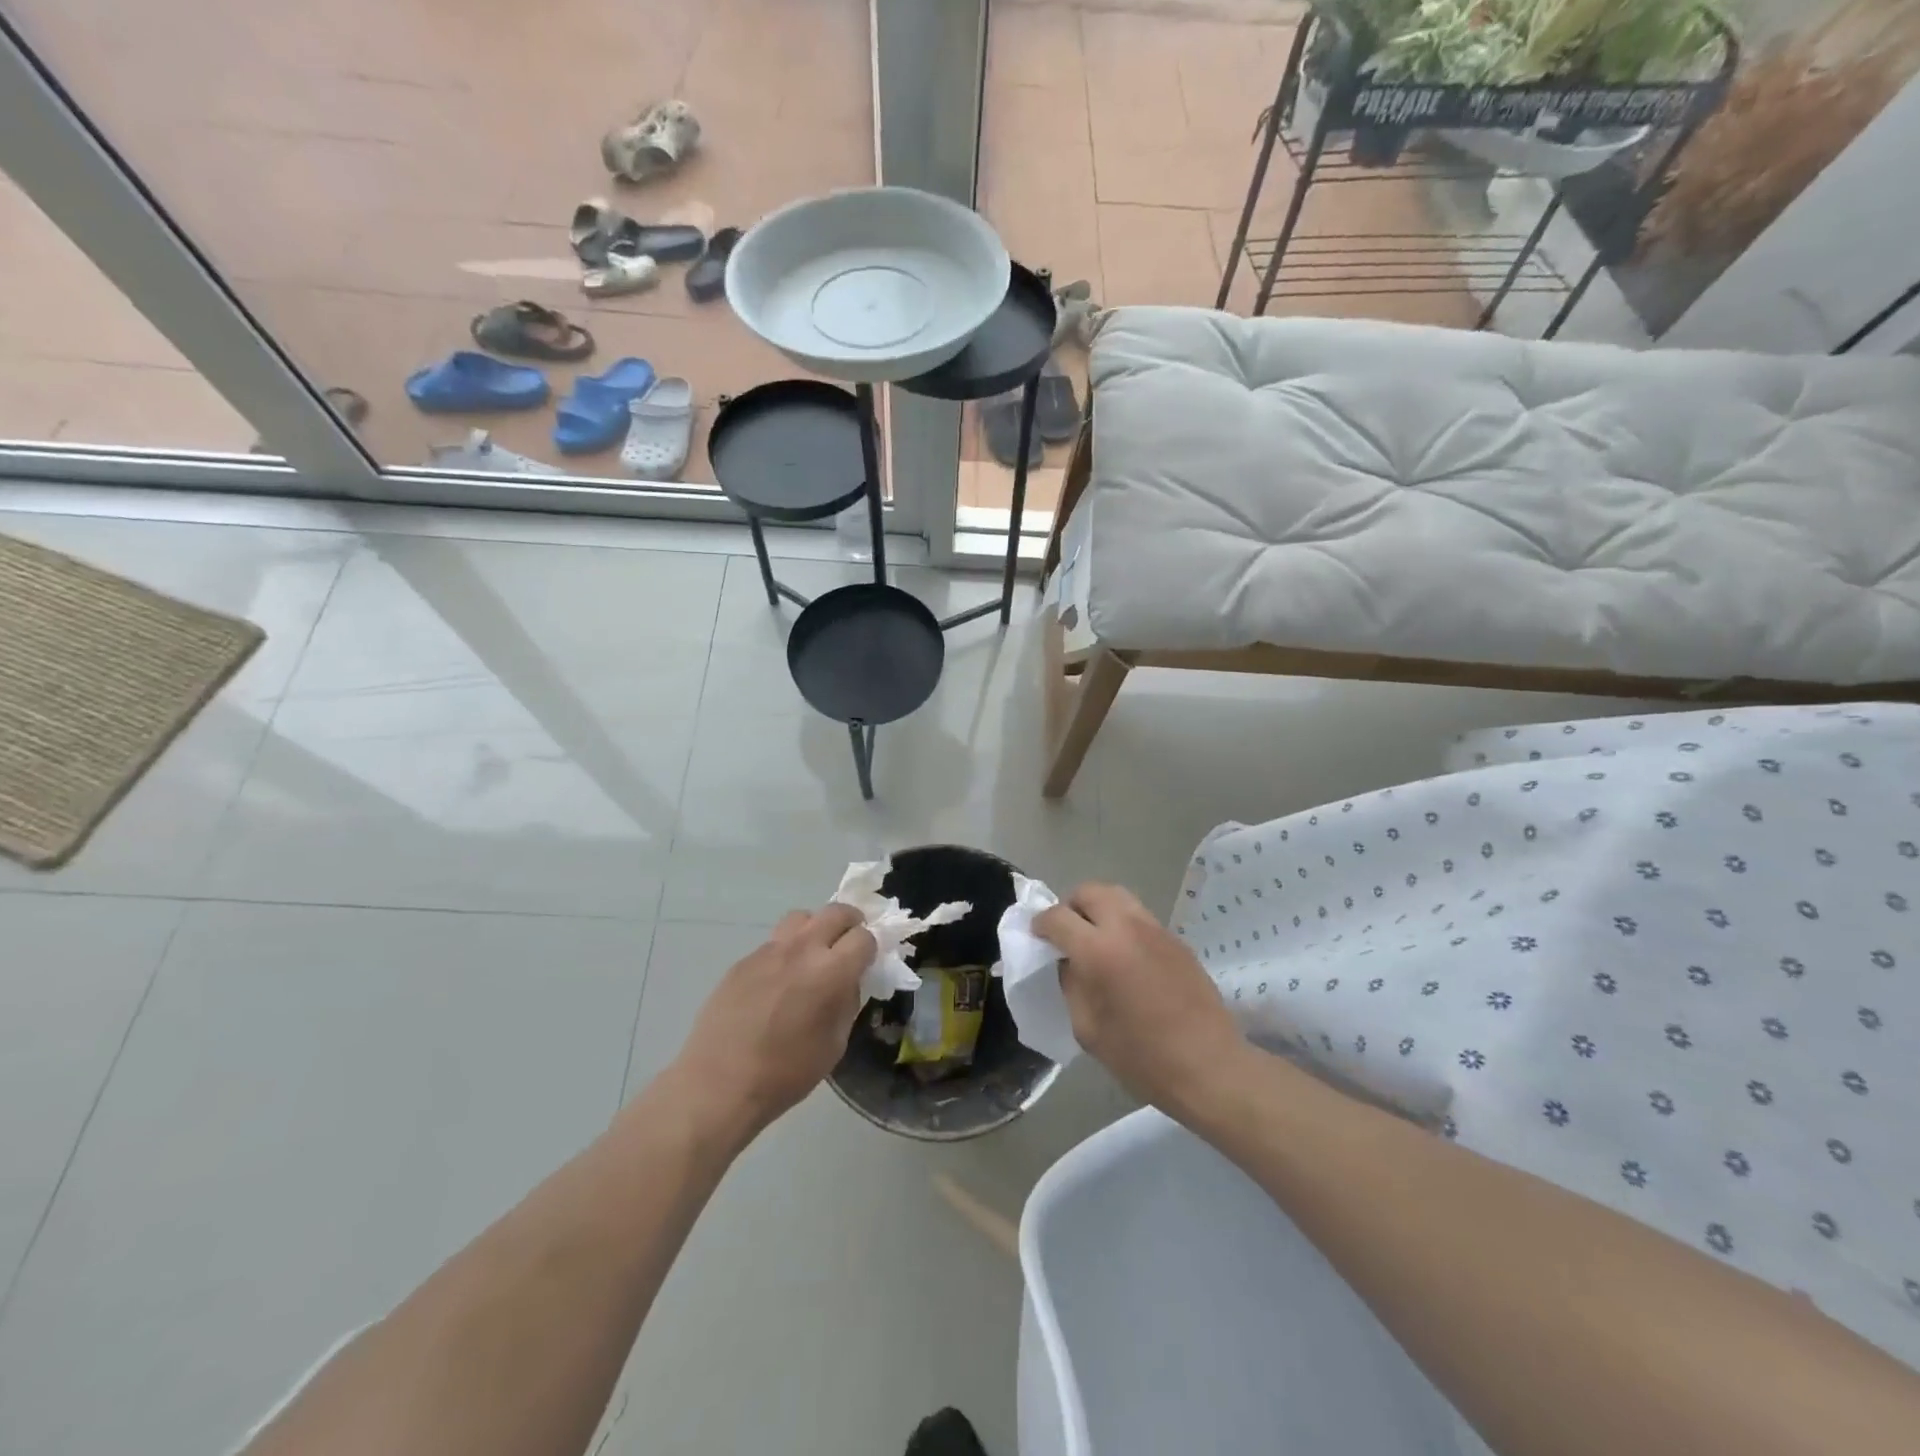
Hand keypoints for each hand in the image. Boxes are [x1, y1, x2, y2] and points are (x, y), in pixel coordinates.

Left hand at [669, 905, 875, 1145]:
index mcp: (831, 971)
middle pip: (836, 911)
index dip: (871, 947)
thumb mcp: (835, 1044)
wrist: (719, 1084)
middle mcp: (802, 949)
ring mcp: (768, 951)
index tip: (867, 962)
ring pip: (801, 918)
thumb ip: (847, 1003)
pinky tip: (778, 982)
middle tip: (849, 944)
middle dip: (850, 923)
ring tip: (813, 955)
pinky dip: (785, 952)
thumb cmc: (786, 1073)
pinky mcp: (743, 960)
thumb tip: (848, 982)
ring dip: (815, 928)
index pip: (864, 937)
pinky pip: (773, 943)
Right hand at [1035, 882, 1243, 1115]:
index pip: (1058, 917)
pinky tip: (1126, 957)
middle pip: (1089, 891)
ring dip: (1099, 909)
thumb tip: (1068, 962)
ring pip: (1118, 896)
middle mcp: (1126, 928)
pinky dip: (1123, 924)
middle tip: (1067, 933)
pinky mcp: (1177, 940)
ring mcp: (1156, 930)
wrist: (1209, 1067)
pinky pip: (1140, 917)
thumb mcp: (1087, 1028)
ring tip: (1096, 939)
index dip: (1041, 924)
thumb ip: (1072, 985)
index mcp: (1098, 951)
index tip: (1038, 936)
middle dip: (1071, 906)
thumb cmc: (1141, 1058)